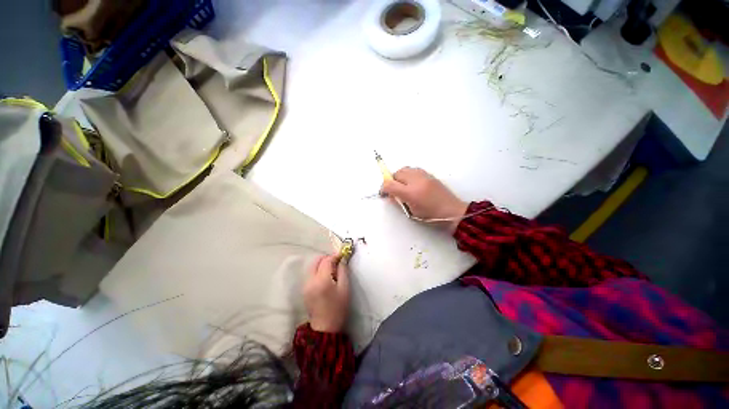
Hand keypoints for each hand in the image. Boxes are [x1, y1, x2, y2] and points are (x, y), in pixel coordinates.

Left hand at [303, 255, 349, 332]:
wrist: (325, 327)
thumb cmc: (338, 308)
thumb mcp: (345, 288)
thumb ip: (343, 271)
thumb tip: (342, 259)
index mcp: (322, 280)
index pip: (327, 261)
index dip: (335, 256)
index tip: (342, 255)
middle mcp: (310, 280)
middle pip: (316, 261)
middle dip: (327, 258)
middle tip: (337, 262)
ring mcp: (305, 285)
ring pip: (313, 266)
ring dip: (322, 264)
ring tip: (332, 271)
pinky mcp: (304, 289)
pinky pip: (311, 273)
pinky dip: (318, 270)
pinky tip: (326, 277)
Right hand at [381, 167, 467, 232]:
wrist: (453, 211)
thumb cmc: (431, 216)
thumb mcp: (412, 212)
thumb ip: (399, 202)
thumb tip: (391, 195)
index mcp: (411, 193)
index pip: (390, 184)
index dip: (383, 188)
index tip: (383, 193)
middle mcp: (416, 181)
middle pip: (397, 173)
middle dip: (391, 180)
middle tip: (393, 189)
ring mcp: (424, 176)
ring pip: (405, 169)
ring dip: (400, 176)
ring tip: (402, 185)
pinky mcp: (429, 175)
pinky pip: (414, 169)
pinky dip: (409, 174)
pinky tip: (411, 183)